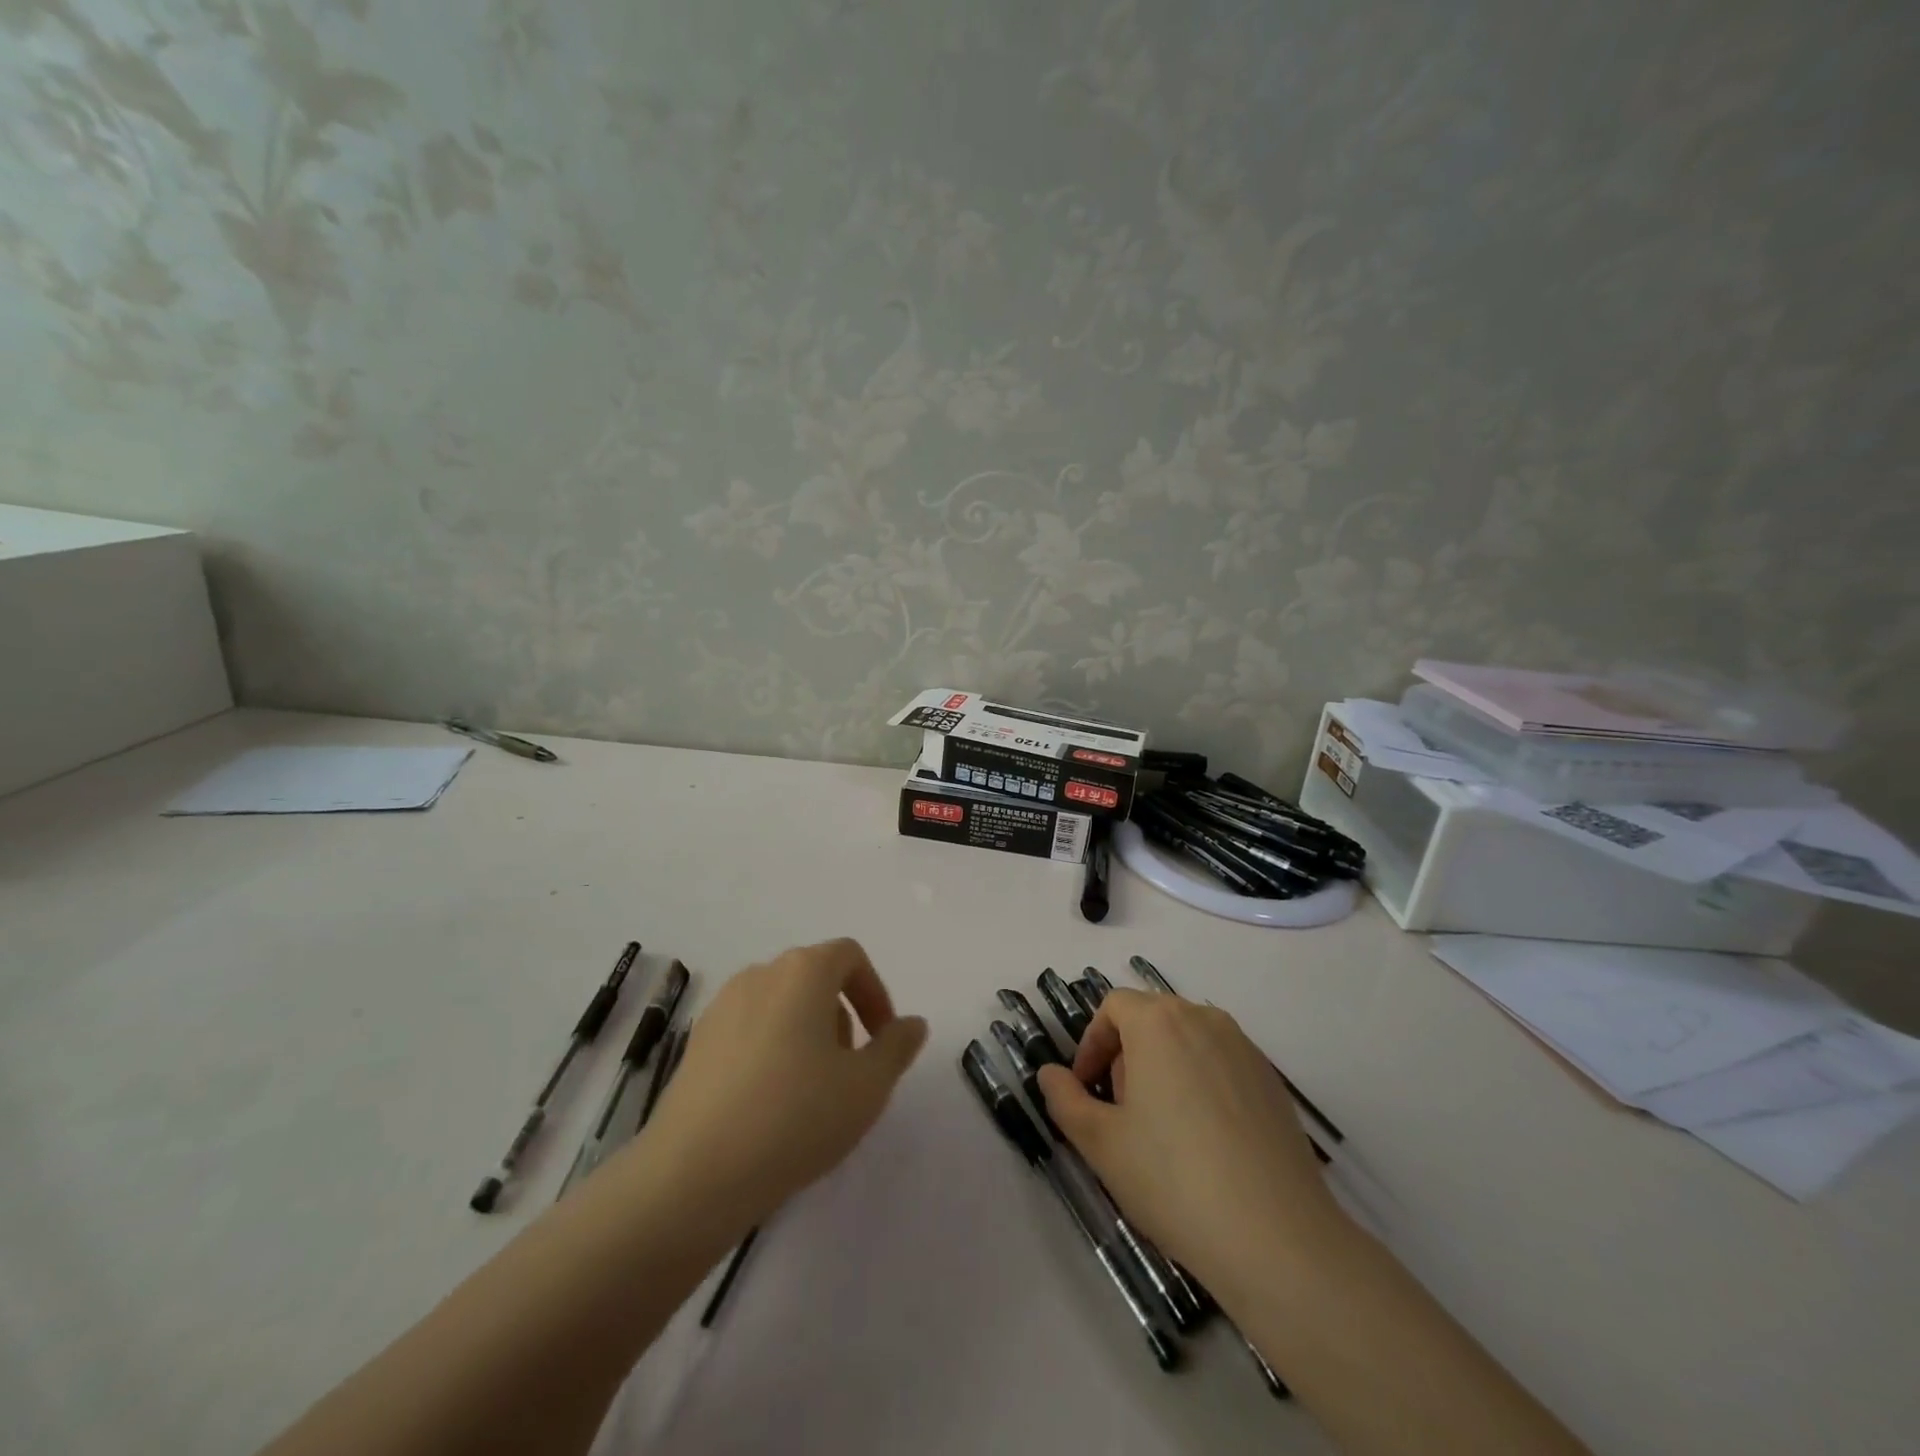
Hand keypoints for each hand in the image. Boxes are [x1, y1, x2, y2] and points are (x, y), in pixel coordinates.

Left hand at [632, 939, 927, 1230]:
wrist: (694, 1173)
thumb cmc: (796, 1116)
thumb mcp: (867, 1086)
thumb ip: (896, 1047)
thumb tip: (912, 1023)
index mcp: (803, 971)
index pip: (849, 956)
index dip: (874, 992)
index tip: (882, 1039)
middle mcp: (760, 975)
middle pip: (813, 978)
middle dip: (841, 1016)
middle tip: (850, 1071)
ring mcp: (721, 1007)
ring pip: (780, 1005)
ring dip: (806, 1034)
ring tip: (811, 1093)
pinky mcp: (696, 1043)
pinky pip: (748, 1031)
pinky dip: (770, 1051)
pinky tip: (769, 1106)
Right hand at [1037, 990, 1341, 1295]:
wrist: (1278, 1239)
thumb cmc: (1174, 1180)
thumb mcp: (1101, 1144)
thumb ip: (1065, 1100)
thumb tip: (1049, 1073)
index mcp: (1159, 1022)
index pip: (1113, 1007)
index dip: (1092, 1043)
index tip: (1087, 1090)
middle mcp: (1204, 1019)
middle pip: (1151, 1019)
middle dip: (1126, 1057)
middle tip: (1121, 1114)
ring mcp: (1245, 1048)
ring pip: (1187, 1041)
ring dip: (1163, 1069)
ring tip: (1162, 1130)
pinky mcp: (1273, 1081)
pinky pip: (1221, 1065)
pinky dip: (1201, 1085)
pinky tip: (1206, 1143)